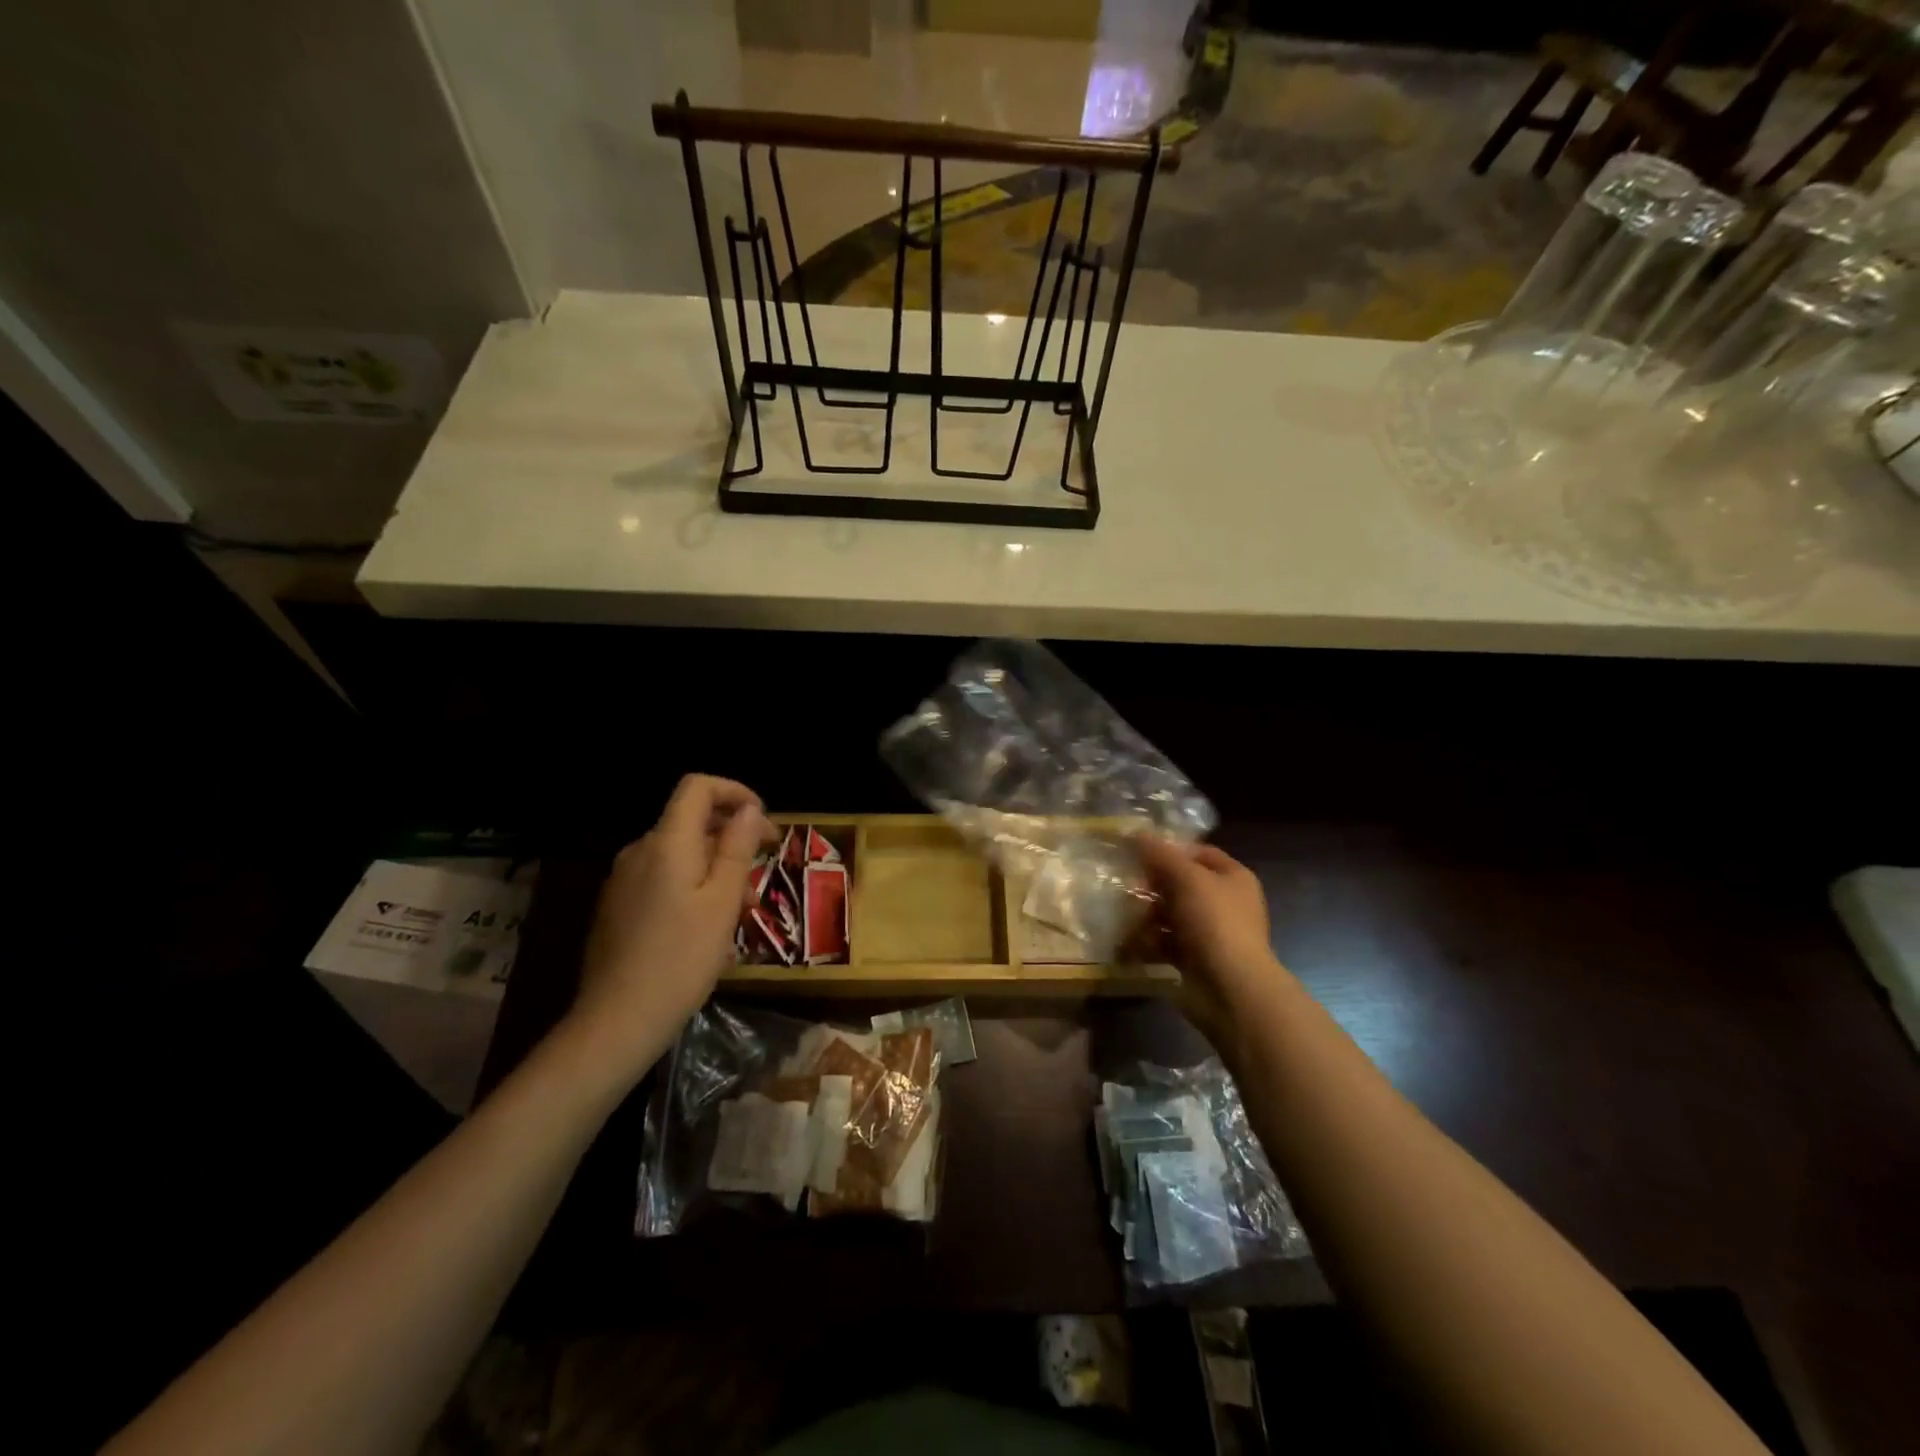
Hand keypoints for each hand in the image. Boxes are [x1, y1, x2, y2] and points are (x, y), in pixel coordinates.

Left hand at [567, 775, 770, 1084]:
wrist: (617, 1022)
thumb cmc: (681, 959)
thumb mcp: (723, 902)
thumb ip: (737, 848)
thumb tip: (749, 809)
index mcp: (666, 843)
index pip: (697, 787)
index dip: (734, 791)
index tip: (764, 821)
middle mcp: (639, 851)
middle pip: (690, 821)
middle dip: (732, 836)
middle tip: (765, 867)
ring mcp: (623, 880)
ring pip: (679, 854)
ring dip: (716, 866)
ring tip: (742, 908)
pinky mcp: (617, 907)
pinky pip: (662, 878)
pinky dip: (692, 885)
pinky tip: (708, 926)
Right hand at [1136, 836, 1289, 1052]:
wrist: (1231, 989)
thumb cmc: (1215, 923)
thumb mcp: (1187, 878)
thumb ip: (1161, 855)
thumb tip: (1138, 832)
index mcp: (1233, 878)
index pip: (1200, 853)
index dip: (1172, 850)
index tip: (1140, 852)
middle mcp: (1225, 903)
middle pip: (1182, 884)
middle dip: (1154, 885)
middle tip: (1126, 885)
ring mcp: (1211, 933)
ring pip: (1171, 915)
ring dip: (1147, 915)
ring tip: (1123, 915)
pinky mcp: (1196, 959)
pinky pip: (1166, 943)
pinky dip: (1148, 942)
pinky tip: (1129, 942)